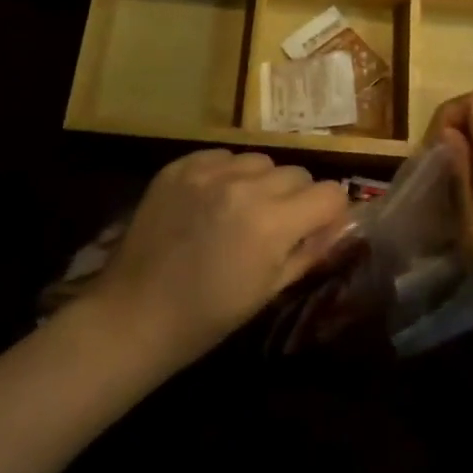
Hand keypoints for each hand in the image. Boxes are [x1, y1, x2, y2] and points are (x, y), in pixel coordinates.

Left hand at [89, 149, 348, 370]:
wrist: (134, 315)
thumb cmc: (207, 316)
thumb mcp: (269, 291)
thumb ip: (310, 250)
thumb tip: (338, 224)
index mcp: (273, 223)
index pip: (330, 192)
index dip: (330, 212)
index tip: (318, 226)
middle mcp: (246, 186)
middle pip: (297, 173)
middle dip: (296, 197)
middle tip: (276, 224)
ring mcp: (210, 171)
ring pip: (260, 160)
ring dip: (261, 182)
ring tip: (240, 210)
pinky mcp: (181, 165)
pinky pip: (222, 156)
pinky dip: (226, 174)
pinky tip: (211, 201)